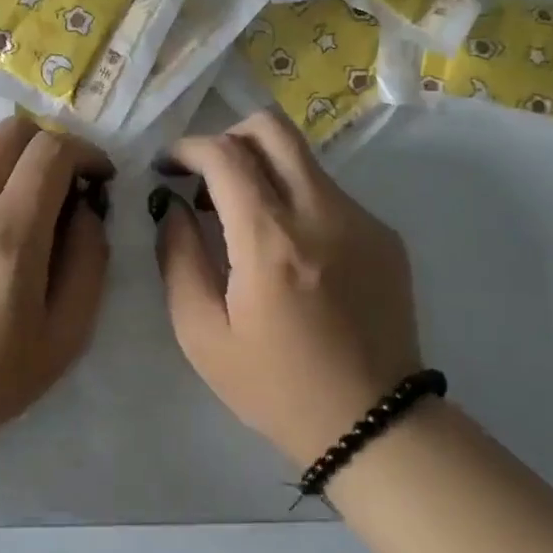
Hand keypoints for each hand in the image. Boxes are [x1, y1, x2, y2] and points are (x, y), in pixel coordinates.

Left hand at [0, 117, 112, 446]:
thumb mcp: (64, 337)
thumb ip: (89, 262)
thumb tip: (86, 209)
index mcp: (8, 236)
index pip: (51, 151)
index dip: (84, 151)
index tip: (95, 176)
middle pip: (11, 132)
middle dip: (46, 147)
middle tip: (56, 188)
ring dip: (2, 185)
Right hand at [153, 110, 422, 465]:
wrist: (374, 424)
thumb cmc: (275, 386)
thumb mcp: (202, 334)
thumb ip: (178, 257)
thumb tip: (172, 206)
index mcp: (271, 241)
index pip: (224, 154)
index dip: (187, 148)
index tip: (167, 167)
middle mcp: (321, 213)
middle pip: (272, 128)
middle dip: (228, 136)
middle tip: (206, 175)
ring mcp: (361, 220)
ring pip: (301, 158)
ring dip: (261, 169)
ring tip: (241, 218)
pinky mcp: (385, 235)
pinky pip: (327, 192)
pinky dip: (295, 199)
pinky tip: (287, 250)